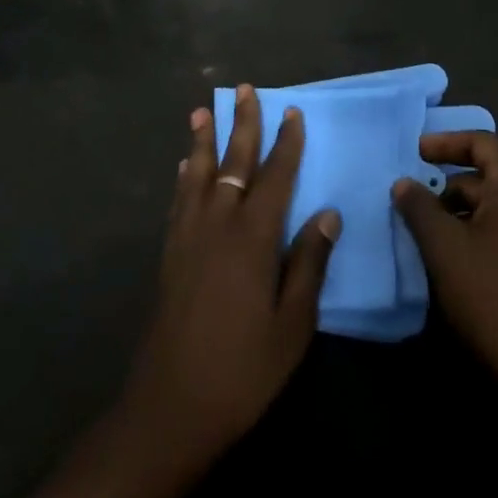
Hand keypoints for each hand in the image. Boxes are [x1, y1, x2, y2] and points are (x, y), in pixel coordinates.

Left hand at [124, 86, 341, 463]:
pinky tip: (185, 166)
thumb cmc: (242, 370)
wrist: (170, 409)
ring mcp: (189, 237)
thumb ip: (309, 264)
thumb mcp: (292, 326)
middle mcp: (219, 224)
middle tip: (244, 88)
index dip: (286, 142)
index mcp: (253, 237)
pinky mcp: (169, 254)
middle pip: (233, 162)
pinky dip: (185, 176)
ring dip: (204, 139)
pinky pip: (179, 200)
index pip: (275, 176)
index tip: (291, 111)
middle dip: (242, 123)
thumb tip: (328, 213)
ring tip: (202, 111)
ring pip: (199, 174)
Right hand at [393, 131, 497, 400]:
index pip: (480, 142)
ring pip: (495, 205)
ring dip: (461, 211)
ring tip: (426, 230)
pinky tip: (455, 257)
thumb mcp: (446, 251)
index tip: (414, 153)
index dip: (444, 143)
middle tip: (413, 198)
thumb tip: (403, 182)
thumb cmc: (497, 296)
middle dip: (448, 183)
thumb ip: (420, 209)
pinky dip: (479, 231)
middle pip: (487, 173)